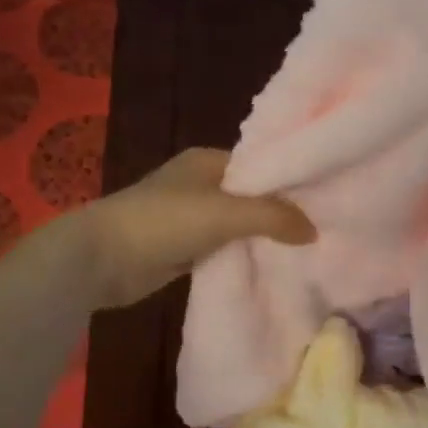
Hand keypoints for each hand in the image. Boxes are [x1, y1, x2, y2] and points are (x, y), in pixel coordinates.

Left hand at [77, 148, 314, 309]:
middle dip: (281, 213)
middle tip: (323, 229)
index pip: (261, 165)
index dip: (291, 181)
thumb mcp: (225, 213)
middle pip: (252, 196)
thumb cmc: (163, 222)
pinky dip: (244, 256)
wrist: (102, 259)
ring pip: (239, 225)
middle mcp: (201, 183)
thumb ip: (273, 217)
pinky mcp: (185, 247)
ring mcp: (191, 217)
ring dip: (263, 237)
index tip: (326, 199)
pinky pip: (225, 248)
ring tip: (307, 250)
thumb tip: (314, 230)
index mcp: (209, 160)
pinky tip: (272, 267)